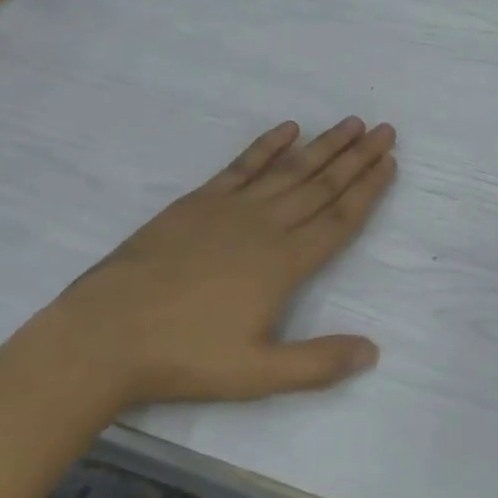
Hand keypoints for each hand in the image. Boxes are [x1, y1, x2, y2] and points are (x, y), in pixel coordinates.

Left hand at [51, 117, 396, 406]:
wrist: (107, 333)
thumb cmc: (184, 356)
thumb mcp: (256, 374)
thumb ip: (317, 362)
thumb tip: (373, 351)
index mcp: (285, 263)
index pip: (339, 219)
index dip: (367, 190)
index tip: (390, 163)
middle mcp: (266, 226)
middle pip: (322, 185)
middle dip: (357, 158)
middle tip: (385, 130)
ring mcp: (231, 208)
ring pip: (290, 169)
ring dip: (324, 145)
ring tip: (351, 124)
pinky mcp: (199, 201)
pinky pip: (243, 165)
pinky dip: (268, 145)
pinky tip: (288, 129)